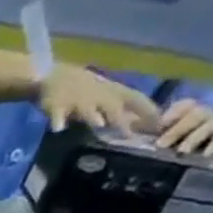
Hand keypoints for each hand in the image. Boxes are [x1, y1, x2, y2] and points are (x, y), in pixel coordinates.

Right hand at [37, 65, 158, 134]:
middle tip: (128, 136)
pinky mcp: (56, 106)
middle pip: (112, 107)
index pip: (135, 99)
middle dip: (121, 120)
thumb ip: (119, 109)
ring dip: (93, 115)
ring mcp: (77, 101)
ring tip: (99, 124)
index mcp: (112, 92)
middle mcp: (98, 96)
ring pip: (87, 109)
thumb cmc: (82, 88)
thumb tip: (139, 124)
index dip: (147, 110)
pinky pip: (57, 114)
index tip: (159, 124)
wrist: (53, 75)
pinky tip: (58, 128)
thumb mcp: (104, 95)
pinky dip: (58, 120)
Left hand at [156, 98, 212, 172]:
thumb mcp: (173, 140)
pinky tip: (205, 154)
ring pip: (210, 125)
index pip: (185, 105)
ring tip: (181, 151)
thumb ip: (154, 134)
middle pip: (195, 114)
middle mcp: (206, 115)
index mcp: (191, 114)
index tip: (160, 123)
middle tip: (160, 145)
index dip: (174, 112)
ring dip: (194, 137)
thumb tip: (128, 129)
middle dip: (177, 129)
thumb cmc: (193, 145)